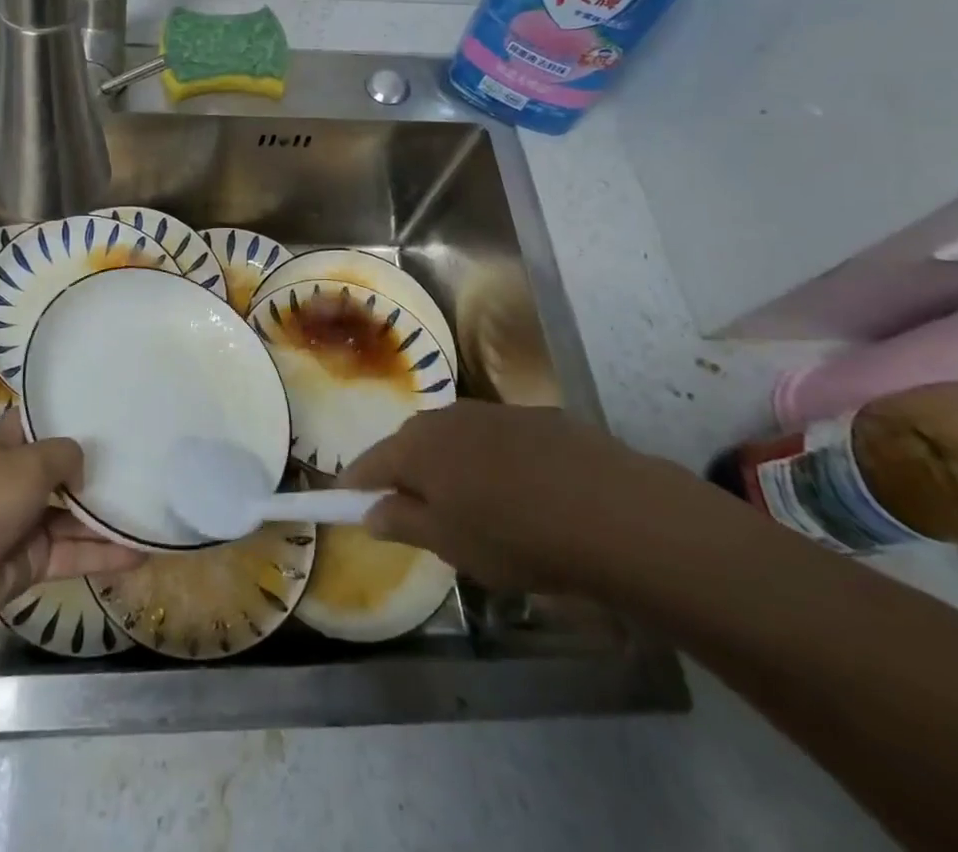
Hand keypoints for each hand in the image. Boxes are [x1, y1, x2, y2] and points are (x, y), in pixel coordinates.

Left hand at [0, 416, 144, 633]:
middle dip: (100, 467)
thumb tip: (83, 472)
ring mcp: (26, 521)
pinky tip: (140, 551)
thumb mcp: (29, 462)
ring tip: (153, 507)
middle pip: (67, 469)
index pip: (47, 421)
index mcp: (9, 443)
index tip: (115, 409)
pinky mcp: (33, 560)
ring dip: (108, 516)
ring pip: (76, 515)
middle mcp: (19, 478)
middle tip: (148, 458)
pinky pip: (74, 552)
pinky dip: (103, 554)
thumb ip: (66, 456)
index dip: (76, 415)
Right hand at [338, 400, 717, 594]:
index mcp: (417, 446)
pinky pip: (494, 439)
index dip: (355, 484)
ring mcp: (492, 412)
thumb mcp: (451, 544)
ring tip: (468, 504)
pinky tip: (518, 492)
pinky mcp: (535, 417)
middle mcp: (447, 416)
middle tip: (413, 512)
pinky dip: (490, 461)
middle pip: (410, 444)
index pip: (369, 462)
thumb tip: (370, 511)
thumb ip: (403, 523)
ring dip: (450, 466)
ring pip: (454, 438)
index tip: (345, 502)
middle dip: (405, 474)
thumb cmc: (515, 535)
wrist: (612, 510)